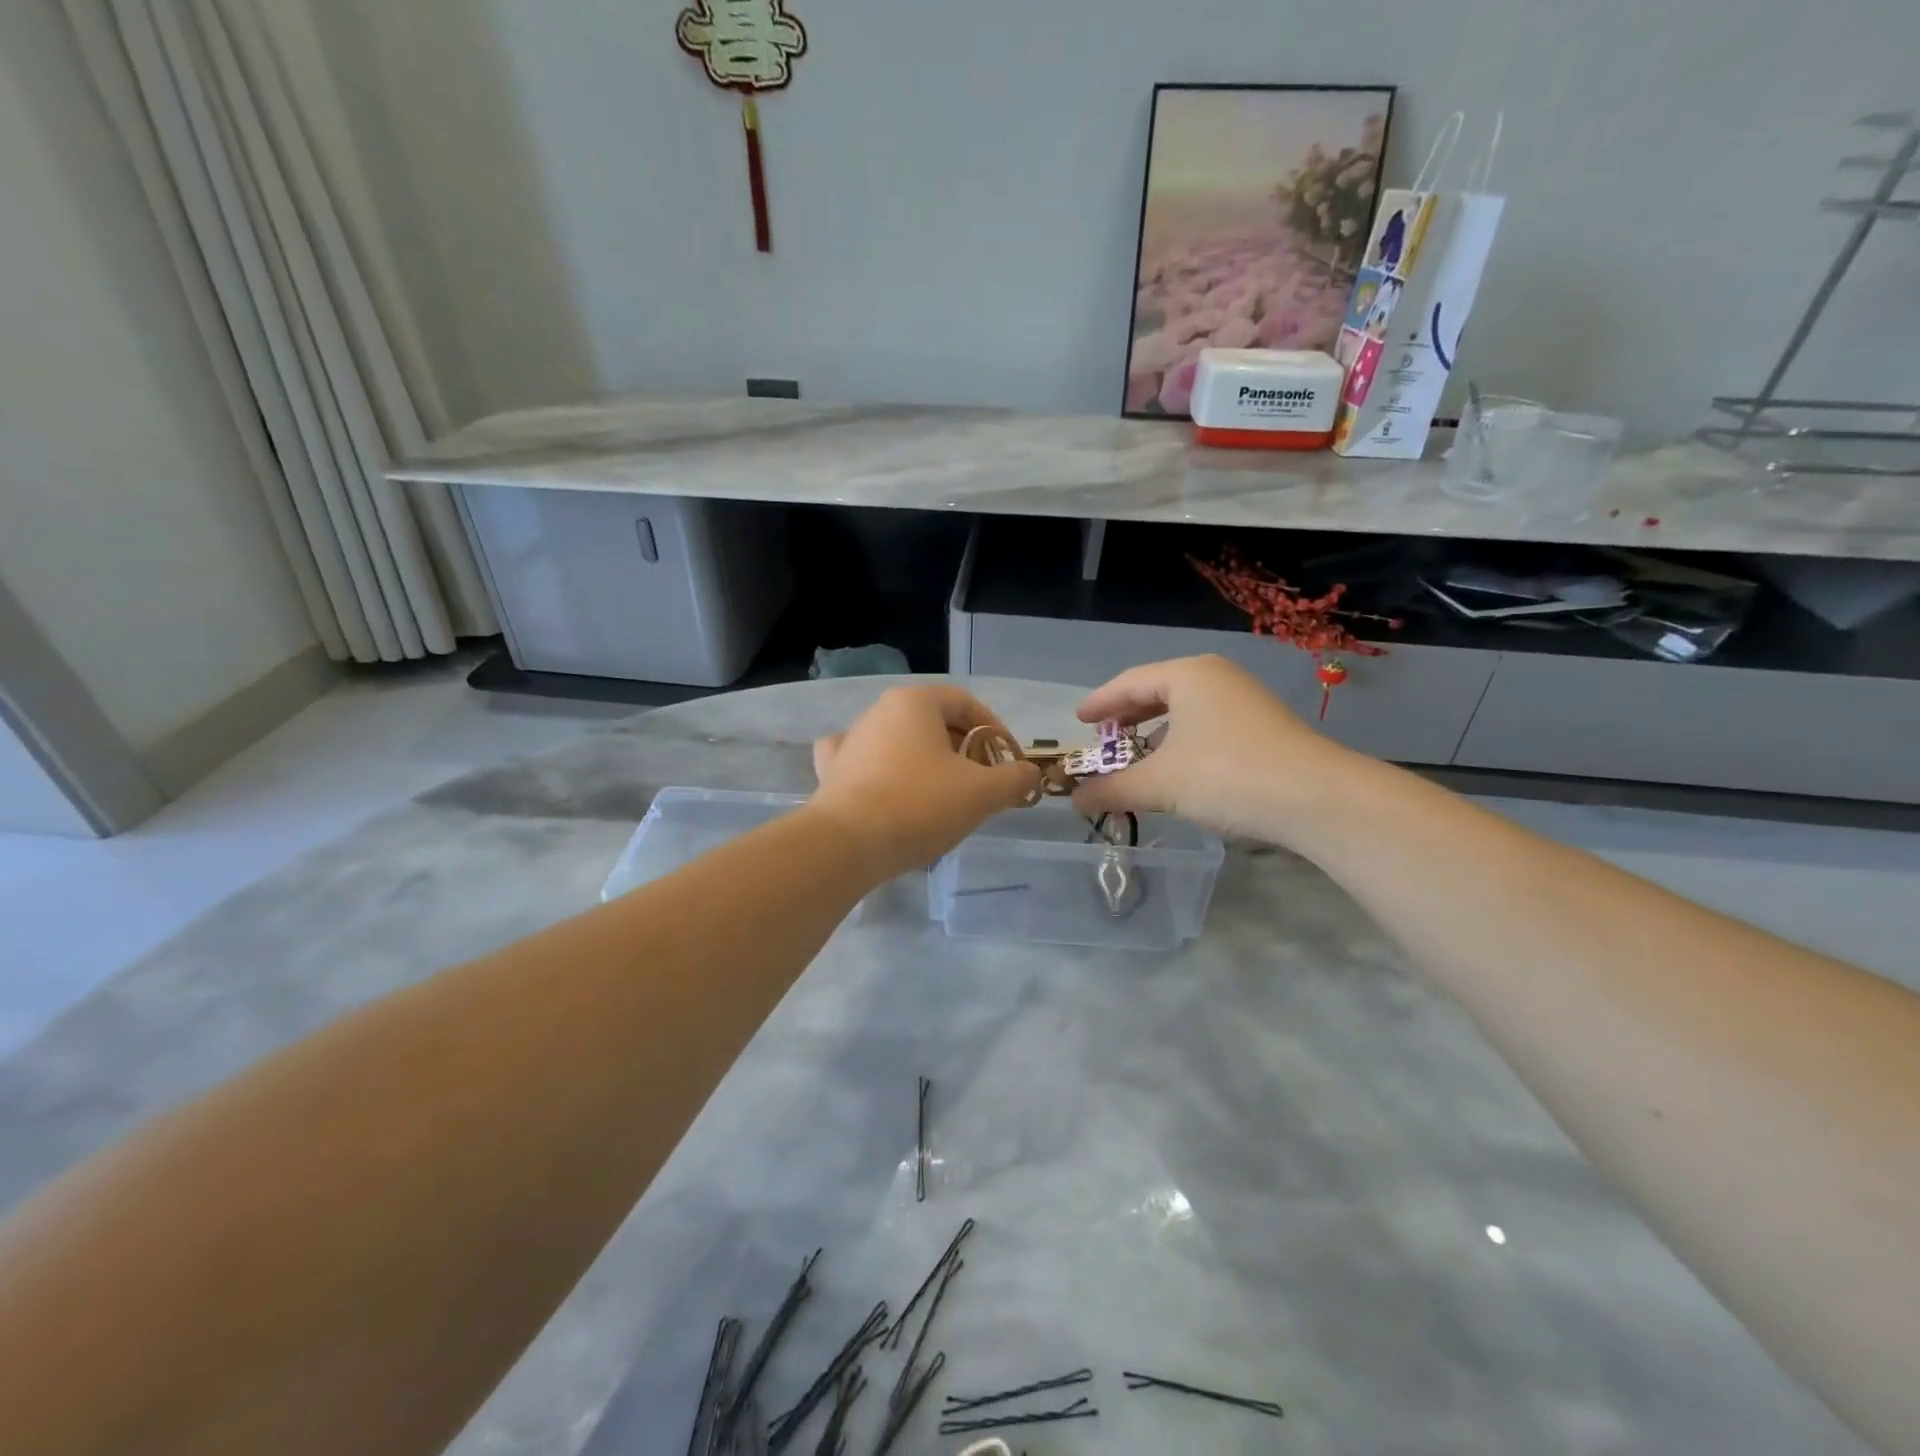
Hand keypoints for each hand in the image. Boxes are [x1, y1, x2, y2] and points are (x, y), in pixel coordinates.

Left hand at [810, 685, 1041, 877]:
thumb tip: (1029, 773)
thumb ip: (1014, 778)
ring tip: (945, 797)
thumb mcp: (983, 792)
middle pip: (933, 723)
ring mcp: (850, 741)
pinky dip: (884, 773)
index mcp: (914, 702)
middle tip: (983, 783)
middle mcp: (878, 712)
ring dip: (929, 764)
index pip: (965, 702)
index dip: (994, 729)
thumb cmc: (920, 804)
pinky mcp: (832, 773)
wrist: (847, 844)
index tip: (1008, 760)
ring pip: (901, 743)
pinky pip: (866, 763)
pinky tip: (890, 789)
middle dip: (964, 750)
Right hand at [1069, 655, 1347, 842]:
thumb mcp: (1160, 784)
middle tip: (1102, 736)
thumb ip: (1113, 789)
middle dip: (1127, 716)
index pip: (1129, 683)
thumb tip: (1075, 801)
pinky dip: (1182, 741)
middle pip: (1158, 691)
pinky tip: (1178, 767)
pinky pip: (1206, 724)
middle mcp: (1216, 678)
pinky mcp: (1263, 726)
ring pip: (1185, 709)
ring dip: (1155, 731)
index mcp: (1187, 676)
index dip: (1099, 703)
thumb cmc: (1226, 776)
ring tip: (1136, 754)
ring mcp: (1244, 699)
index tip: (1078, 721)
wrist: (1317, 798)